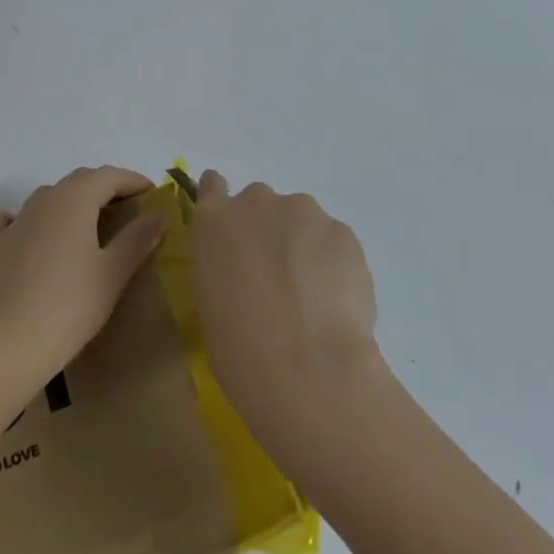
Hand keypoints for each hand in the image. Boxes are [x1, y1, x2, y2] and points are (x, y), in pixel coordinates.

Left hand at [0, 166, 165, 391]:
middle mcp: (43, 199)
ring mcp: (12, 221)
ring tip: (84, 226)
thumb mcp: (112, 274)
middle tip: (125, 208)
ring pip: (46, 198)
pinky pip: (5, 220)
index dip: (132, 180)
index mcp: (74, 199)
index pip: (109, 176)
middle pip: (78, 181)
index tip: (151, 193)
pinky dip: (20, 220)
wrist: (9, 345)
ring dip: (68, 203)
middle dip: (103, 188)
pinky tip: (25, 235)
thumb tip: (158, 215)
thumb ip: (136, 240)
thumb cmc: (70, 307)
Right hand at [192, 171, 382, 450]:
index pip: (212, 186)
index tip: (233, 228)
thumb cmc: (240, 349)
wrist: (306, 368)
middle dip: (268, 232)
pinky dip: (334, 264)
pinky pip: (334, 242)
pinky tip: (335, 304)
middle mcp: (256, 202)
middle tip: (276, 280)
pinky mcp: (342, 231)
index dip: (223, 201)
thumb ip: (224, 268)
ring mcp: (302, 211)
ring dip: (303, 246)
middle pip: (262, 204)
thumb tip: (243, 272)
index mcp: (214, 221)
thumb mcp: (211, 303)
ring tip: (312, 298)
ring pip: (302, 221)